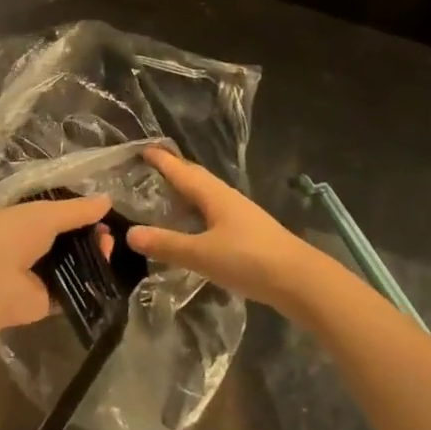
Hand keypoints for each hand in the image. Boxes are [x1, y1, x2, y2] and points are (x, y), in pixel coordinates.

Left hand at [0, 195, 112, 334]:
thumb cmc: (13, 236)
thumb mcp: (46, 213)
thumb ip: (77, 209)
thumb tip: (108, 200)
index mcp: (23, 221)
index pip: (55, 215)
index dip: (79, 214)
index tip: (103, 214)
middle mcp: (29, 247)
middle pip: (67, 241)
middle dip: (89, 236)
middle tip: (109, 235)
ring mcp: (37, 276)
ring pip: (72, 265)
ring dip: (92, 258)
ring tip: (109, 249)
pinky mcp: (46, 302)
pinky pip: (72, 291)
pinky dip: (88, 284)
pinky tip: (106, 274)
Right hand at [129, 147, 320, 312]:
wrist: (301, 281)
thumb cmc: (249, 260)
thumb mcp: (202, 254)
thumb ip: (167, 244)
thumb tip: (130, 233)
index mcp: (213, 194)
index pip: (181, 170)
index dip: (161, 159)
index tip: (142, 148)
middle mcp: (226, 197)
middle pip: (196, 177)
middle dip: (174, 170)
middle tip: (150, 168)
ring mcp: (240, 214)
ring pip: (206, 195)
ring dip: (186, 191)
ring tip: (166, 196)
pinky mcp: (248, 232)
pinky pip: (214, 212)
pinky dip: (198, 211)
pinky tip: (194, 226)